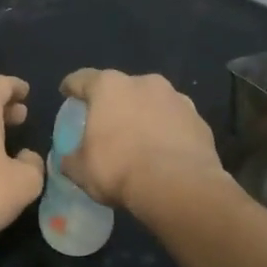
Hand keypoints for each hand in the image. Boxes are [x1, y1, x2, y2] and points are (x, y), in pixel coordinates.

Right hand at [58, 68, 222, 212]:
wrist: (179, 187)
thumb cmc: (119, 170)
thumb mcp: (80, 170)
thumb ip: (70, 158)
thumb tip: (68, 159)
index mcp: (108, 87)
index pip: (82, 79)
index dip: (71, 87)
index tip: (66, 93)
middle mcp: (144, 83)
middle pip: (121, 88)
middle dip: (113, 103)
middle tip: (106, 124)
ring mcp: (176, 99)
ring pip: (152, 102)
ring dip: (143, 115)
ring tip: (139, 140)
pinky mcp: (199, 119)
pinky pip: (175, 122)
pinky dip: (167, 132)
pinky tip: (163, 153)